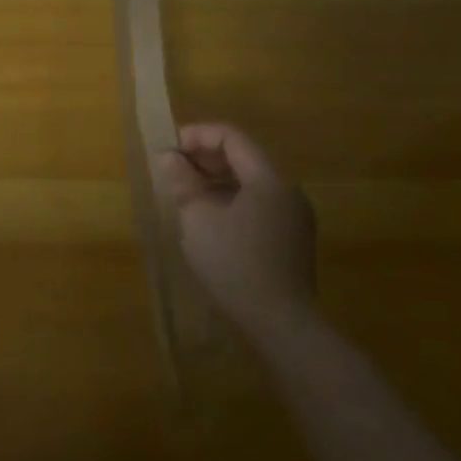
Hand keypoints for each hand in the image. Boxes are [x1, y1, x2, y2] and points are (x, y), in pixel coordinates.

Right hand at [156, 123, 317, 339]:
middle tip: (172, 169)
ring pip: (250, 182)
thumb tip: (168, 156)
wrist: (280, 324)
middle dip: (205, 157)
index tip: (167, 150)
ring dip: (216, 180)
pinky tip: (208, 219)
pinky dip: (230, 200)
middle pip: (243, 156)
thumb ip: (183, 181)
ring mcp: (293, 216)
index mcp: (269, 178)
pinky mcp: (291, 239)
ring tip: (185, 193)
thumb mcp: (198, 218)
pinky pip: (257, 204)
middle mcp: (287, 190)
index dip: (196, 136)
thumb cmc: (235, 264)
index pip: (232, 137)